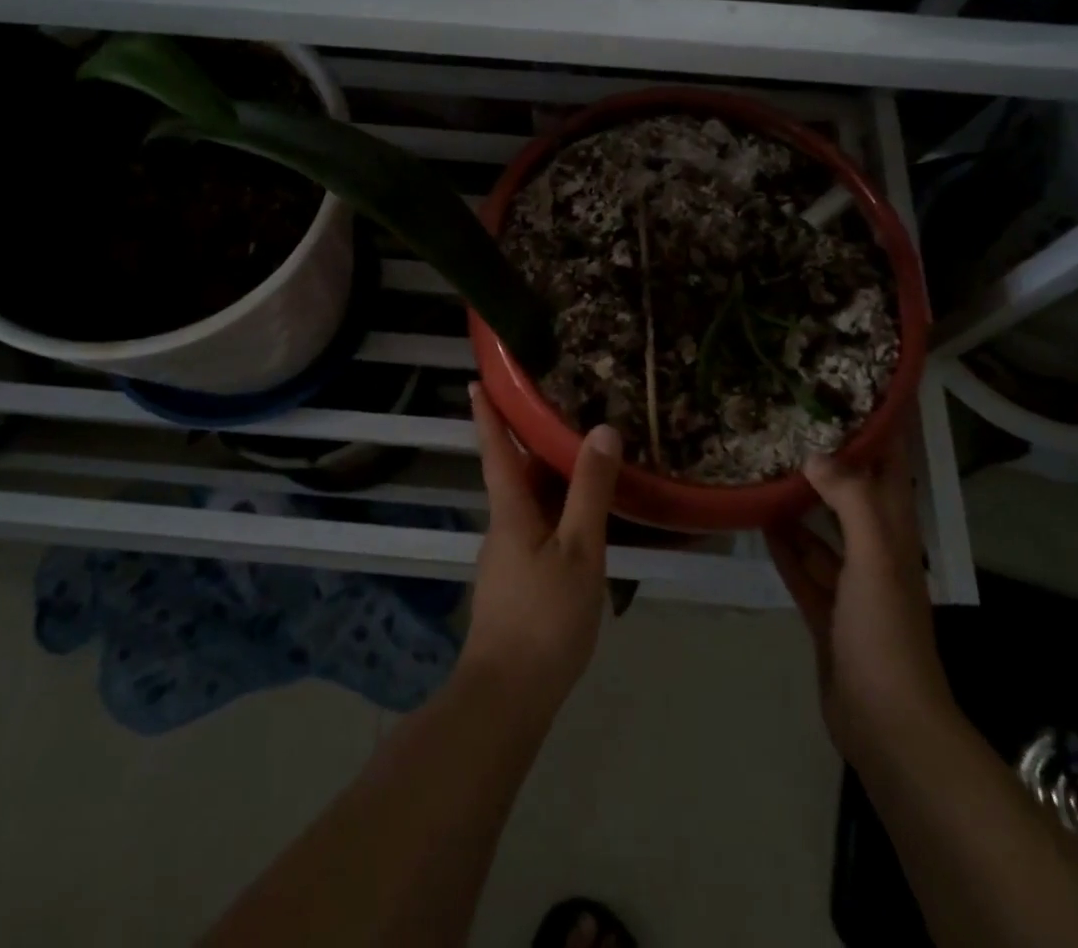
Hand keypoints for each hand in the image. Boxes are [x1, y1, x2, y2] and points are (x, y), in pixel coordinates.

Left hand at [462, 383, 621, 718]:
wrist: (509, 695)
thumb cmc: (544, 617)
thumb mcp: (579, 550)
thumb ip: (590, 491)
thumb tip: (601, 429)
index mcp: (510, 510)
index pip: (496, 449)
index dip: (487, 414)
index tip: (476, 381)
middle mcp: (503, 526)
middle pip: (517, 475)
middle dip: (535, 445)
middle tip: (567, 416)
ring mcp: (507, 558)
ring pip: (531, 505)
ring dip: (552, 481)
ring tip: (588, 464)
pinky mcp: (517, 583)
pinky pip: (538, 531)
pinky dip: (559, 514)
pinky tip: (587, 525)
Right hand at [766, 439, 955, 759]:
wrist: (886, 722)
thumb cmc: (885, 631)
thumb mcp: (874, 557)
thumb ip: (849, 501)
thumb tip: (817, 454)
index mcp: (896, 533)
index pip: (894, 468)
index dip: (886, 430)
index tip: (864, 392)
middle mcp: (876, 552)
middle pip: (855, 494)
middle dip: (835, 461)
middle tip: (798, 424)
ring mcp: (850, 584)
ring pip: (823, 530)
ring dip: (801, 503)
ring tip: (767, 467)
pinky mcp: (826, 611)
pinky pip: (802, 567)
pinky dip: (784, 545)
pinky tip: (759, 522)